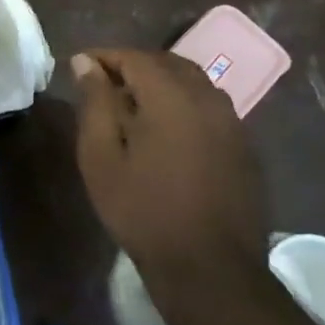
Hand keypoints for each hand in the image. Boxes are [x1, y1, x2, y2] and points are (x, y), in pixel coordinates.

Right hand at [71, 48, 265, 272]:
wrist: (209, 268)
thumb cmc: (143, 210)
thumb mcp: (101, 157)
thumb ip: (95, 103)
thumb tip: (86, 63)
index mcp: (171, 96)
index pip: (134, 57)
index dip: (105, 57)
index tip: (80, 66)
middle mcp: (207, 98)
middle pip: (167, 63)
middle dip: (134, 66)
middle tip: (104, 83)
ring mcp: (232, 122)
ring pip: (193, 83)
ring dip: (162, 83)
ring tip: (133, 105)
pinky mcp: (244, 145)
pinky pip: (210, 107)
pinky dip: (184, 103)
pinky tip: (167, 131)